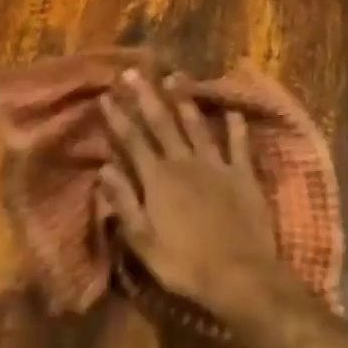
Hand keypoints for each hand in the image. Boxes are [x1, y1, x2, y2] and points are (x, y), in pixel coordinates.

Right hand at [96, 69, 288, 322]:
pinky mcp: (244, 176)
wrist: (239, 275)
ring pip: (197, 126)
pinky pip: (239, 146)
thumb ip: (124, 202)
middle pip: (162, 124)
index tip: (106, 96)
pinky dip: (236, 128)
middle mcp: (185, 163)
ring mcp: (217, 166)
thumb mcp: (142, 239)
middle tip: (133, 72)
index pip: (132, 141)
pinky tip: (233, 112)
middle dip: (146, 97)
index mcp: (157, 179)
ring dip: (185, 101)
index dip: (118, 118)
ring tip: (175, 77)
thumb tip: (103, 170)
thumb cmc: (184, 263)